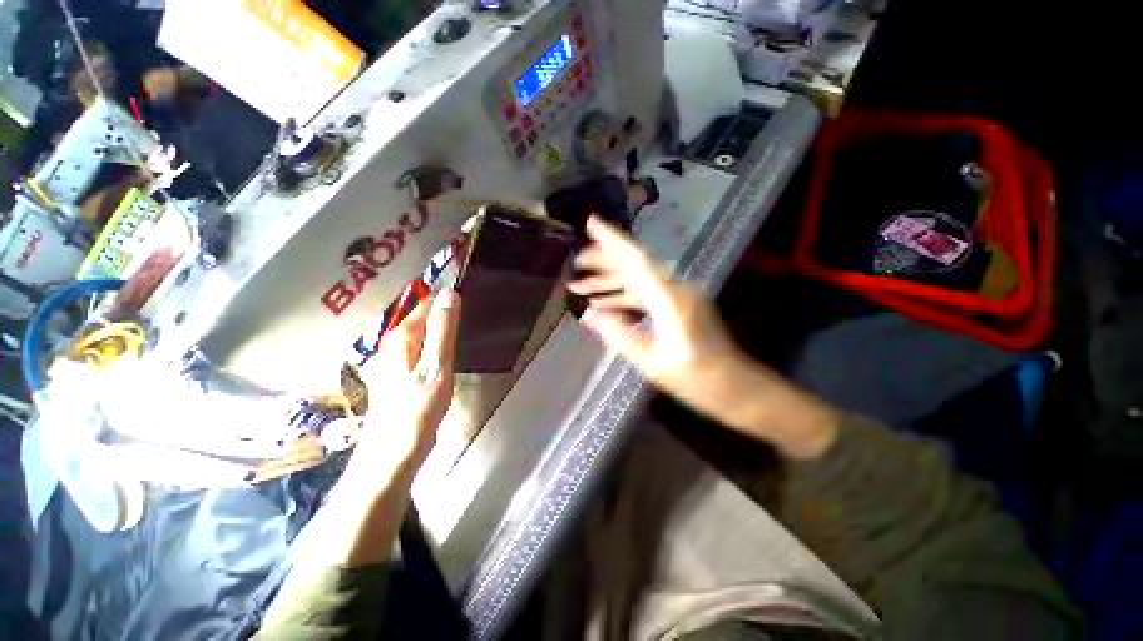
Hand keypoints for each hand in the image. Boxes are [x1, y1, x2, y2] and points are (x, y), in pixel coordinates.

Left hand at [350, 290, 460, 483]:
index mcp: (400, 337)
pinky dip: (436, 343)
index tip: (469, 291)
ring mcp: (394, 359)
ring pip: (422, 332)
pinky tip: (449, 351)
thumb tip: (450, 294)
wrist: (394, 453)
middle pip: (422, 316)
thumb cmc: (417, 410)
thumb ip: (442, 330)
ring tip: (465, 325)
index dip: (446, 295)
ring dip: (441, 326)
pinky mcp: (400, 373)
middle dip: (444, 311)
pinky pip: (421, 347)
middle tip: (472, 311)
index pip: (425, 303)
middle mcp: (393, 343)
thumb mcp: (436, 367)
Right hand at [567, 216, 743, 421]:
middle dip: (604, 262)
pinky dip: (624, 296)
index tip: (591, 223)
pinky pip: (646, 293)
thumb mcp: (651, 361)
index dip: (612, 240)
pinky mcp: (679, 305)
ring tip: (579, 286)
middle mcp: (676, 289)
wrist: (735, 386)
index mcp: (669, 299)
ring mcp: (679, 295)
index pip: (636, 260)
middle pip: (635, 265)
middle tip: (575, 264)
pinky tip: (604, 304)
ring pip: (639, 279)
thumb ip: (619, 334)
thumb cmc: (696, 379)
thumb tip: (588, 315)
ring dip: (610, 281)